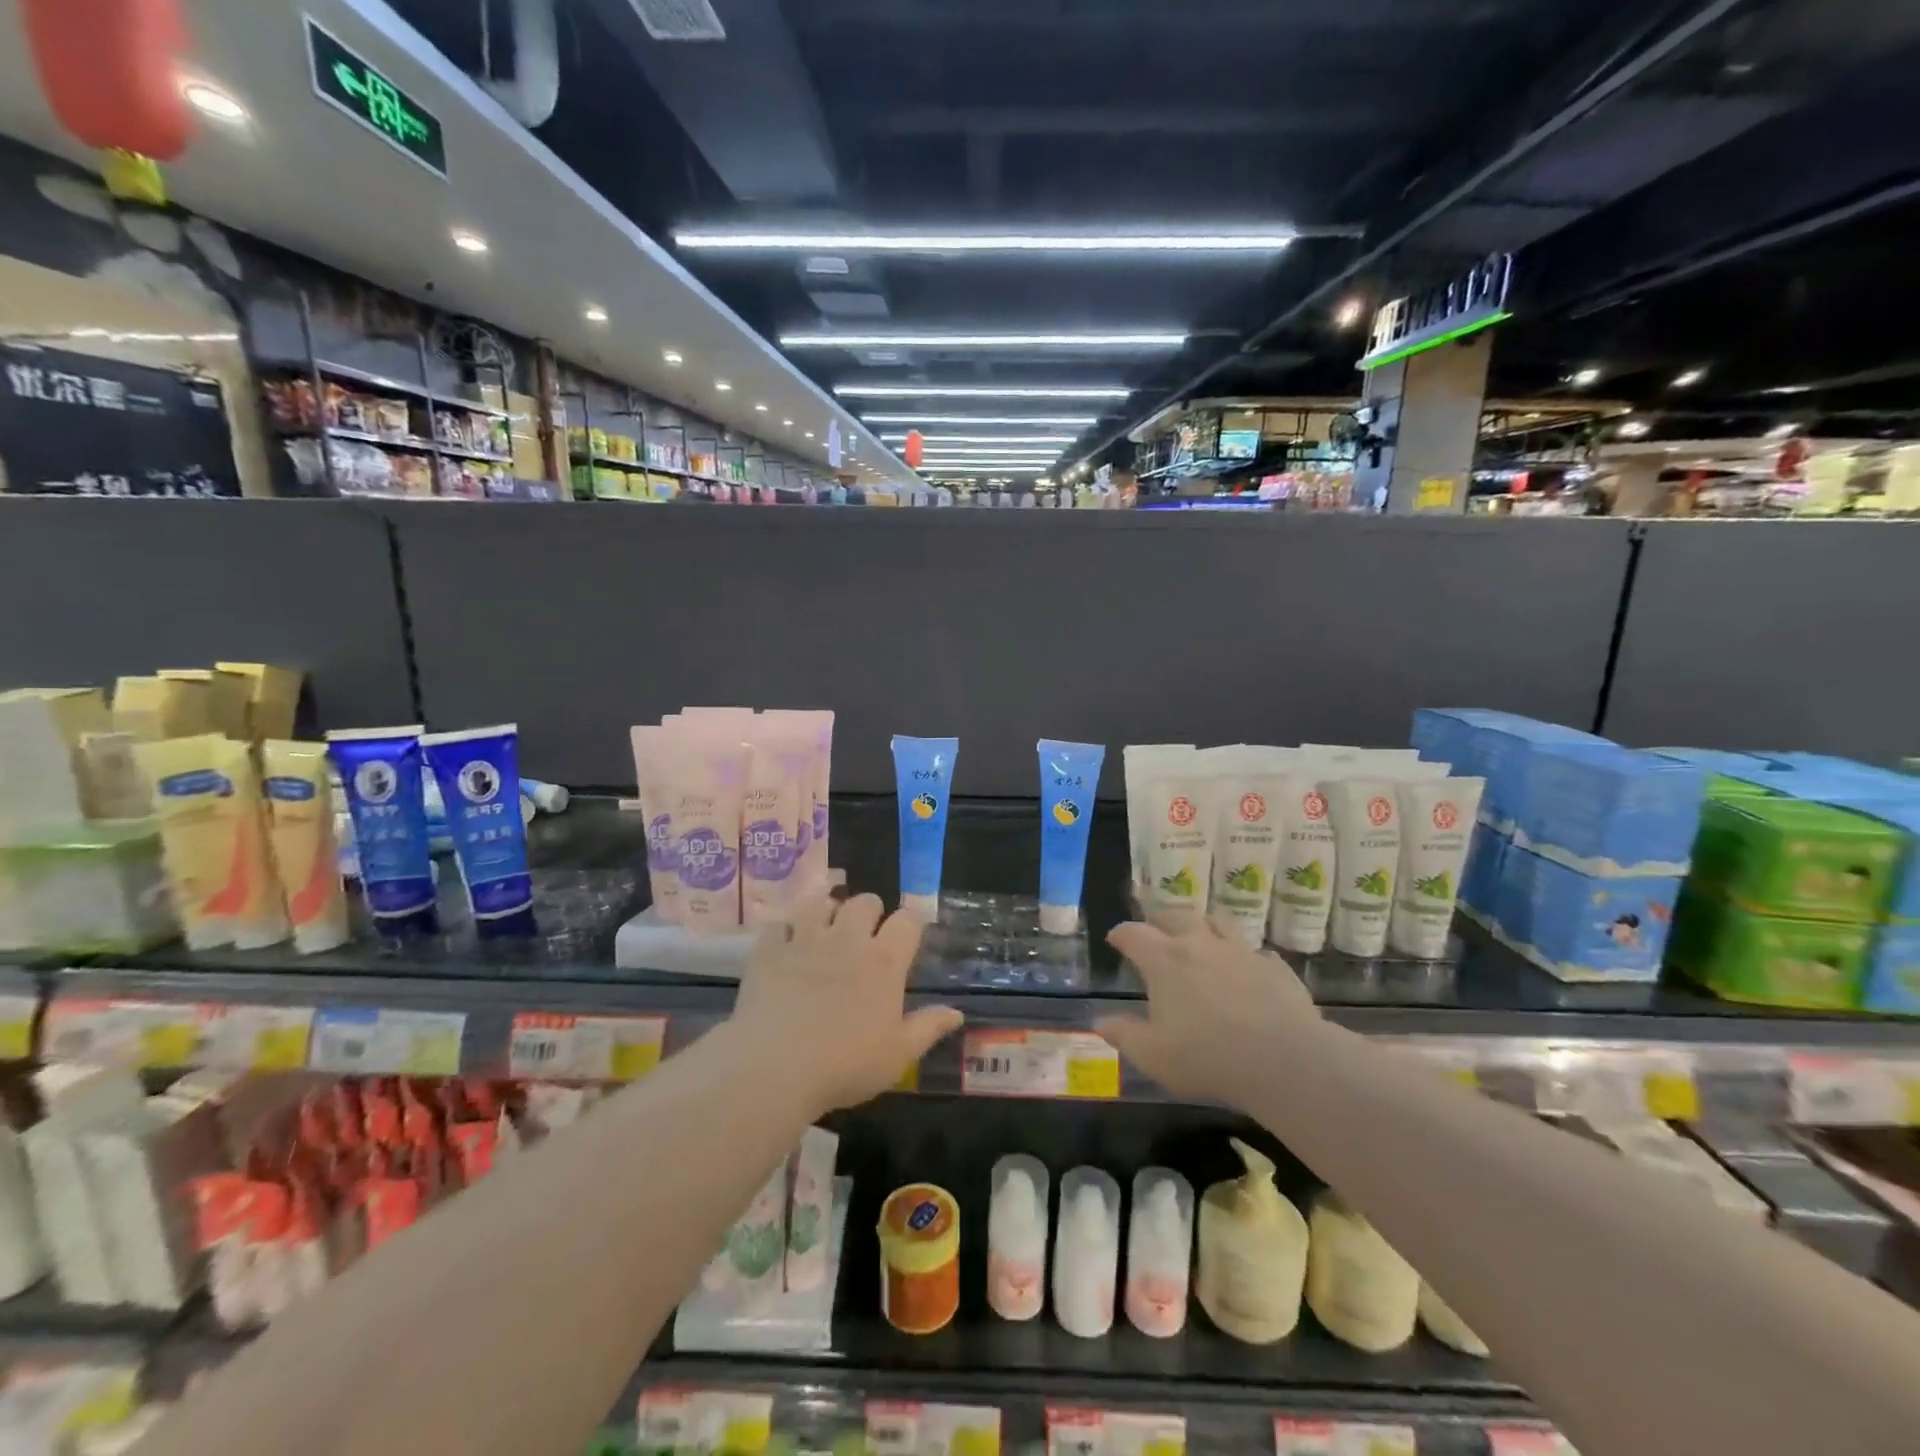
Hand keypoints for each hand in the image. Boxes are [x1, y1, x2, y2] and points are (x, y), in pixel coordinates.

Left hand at [728, 893, 963, 1116]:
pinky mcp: (770, 949)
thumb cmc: (845, 1065)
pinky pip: (778, 923)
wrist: (775, 1067)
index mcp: (884, 962)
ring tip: (824, 929)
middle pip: (864, 902)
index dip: (909, 924)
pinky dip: (783, 930)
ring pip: (820, 902)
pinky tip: (784, 944)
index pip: (907, 920)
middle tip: (864, 935)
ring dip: (826, 911)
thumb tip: (956, 1012)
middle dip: (869, 911)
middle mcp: (848, 940)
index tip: (906, 939)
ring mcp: (805, 940)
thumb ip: (928, 1028)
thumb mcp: (898, 1056)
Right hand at [1094, 919, 1320, 1107]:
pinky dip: (1243, 955)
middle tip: (1154, 929)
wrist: (1286, 1061)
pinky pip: (1255, 951)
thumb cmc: (1208, 1058)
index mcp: (1165, 960)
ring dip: (1202, 924)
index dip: (1120, 934)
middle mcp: (1200, 944)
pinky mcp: (1274, 966)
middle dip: (1159, 919)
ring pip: (1217, 921)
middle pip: (1175, 916)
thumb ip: (1124, 1035)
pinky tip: (1245, 969)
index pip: (1133, 934)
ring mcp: (1241, 951)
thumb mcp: (1154, 1056)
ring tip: (1199, 934)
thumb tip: (1100, 1022)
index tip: (1115, 939)